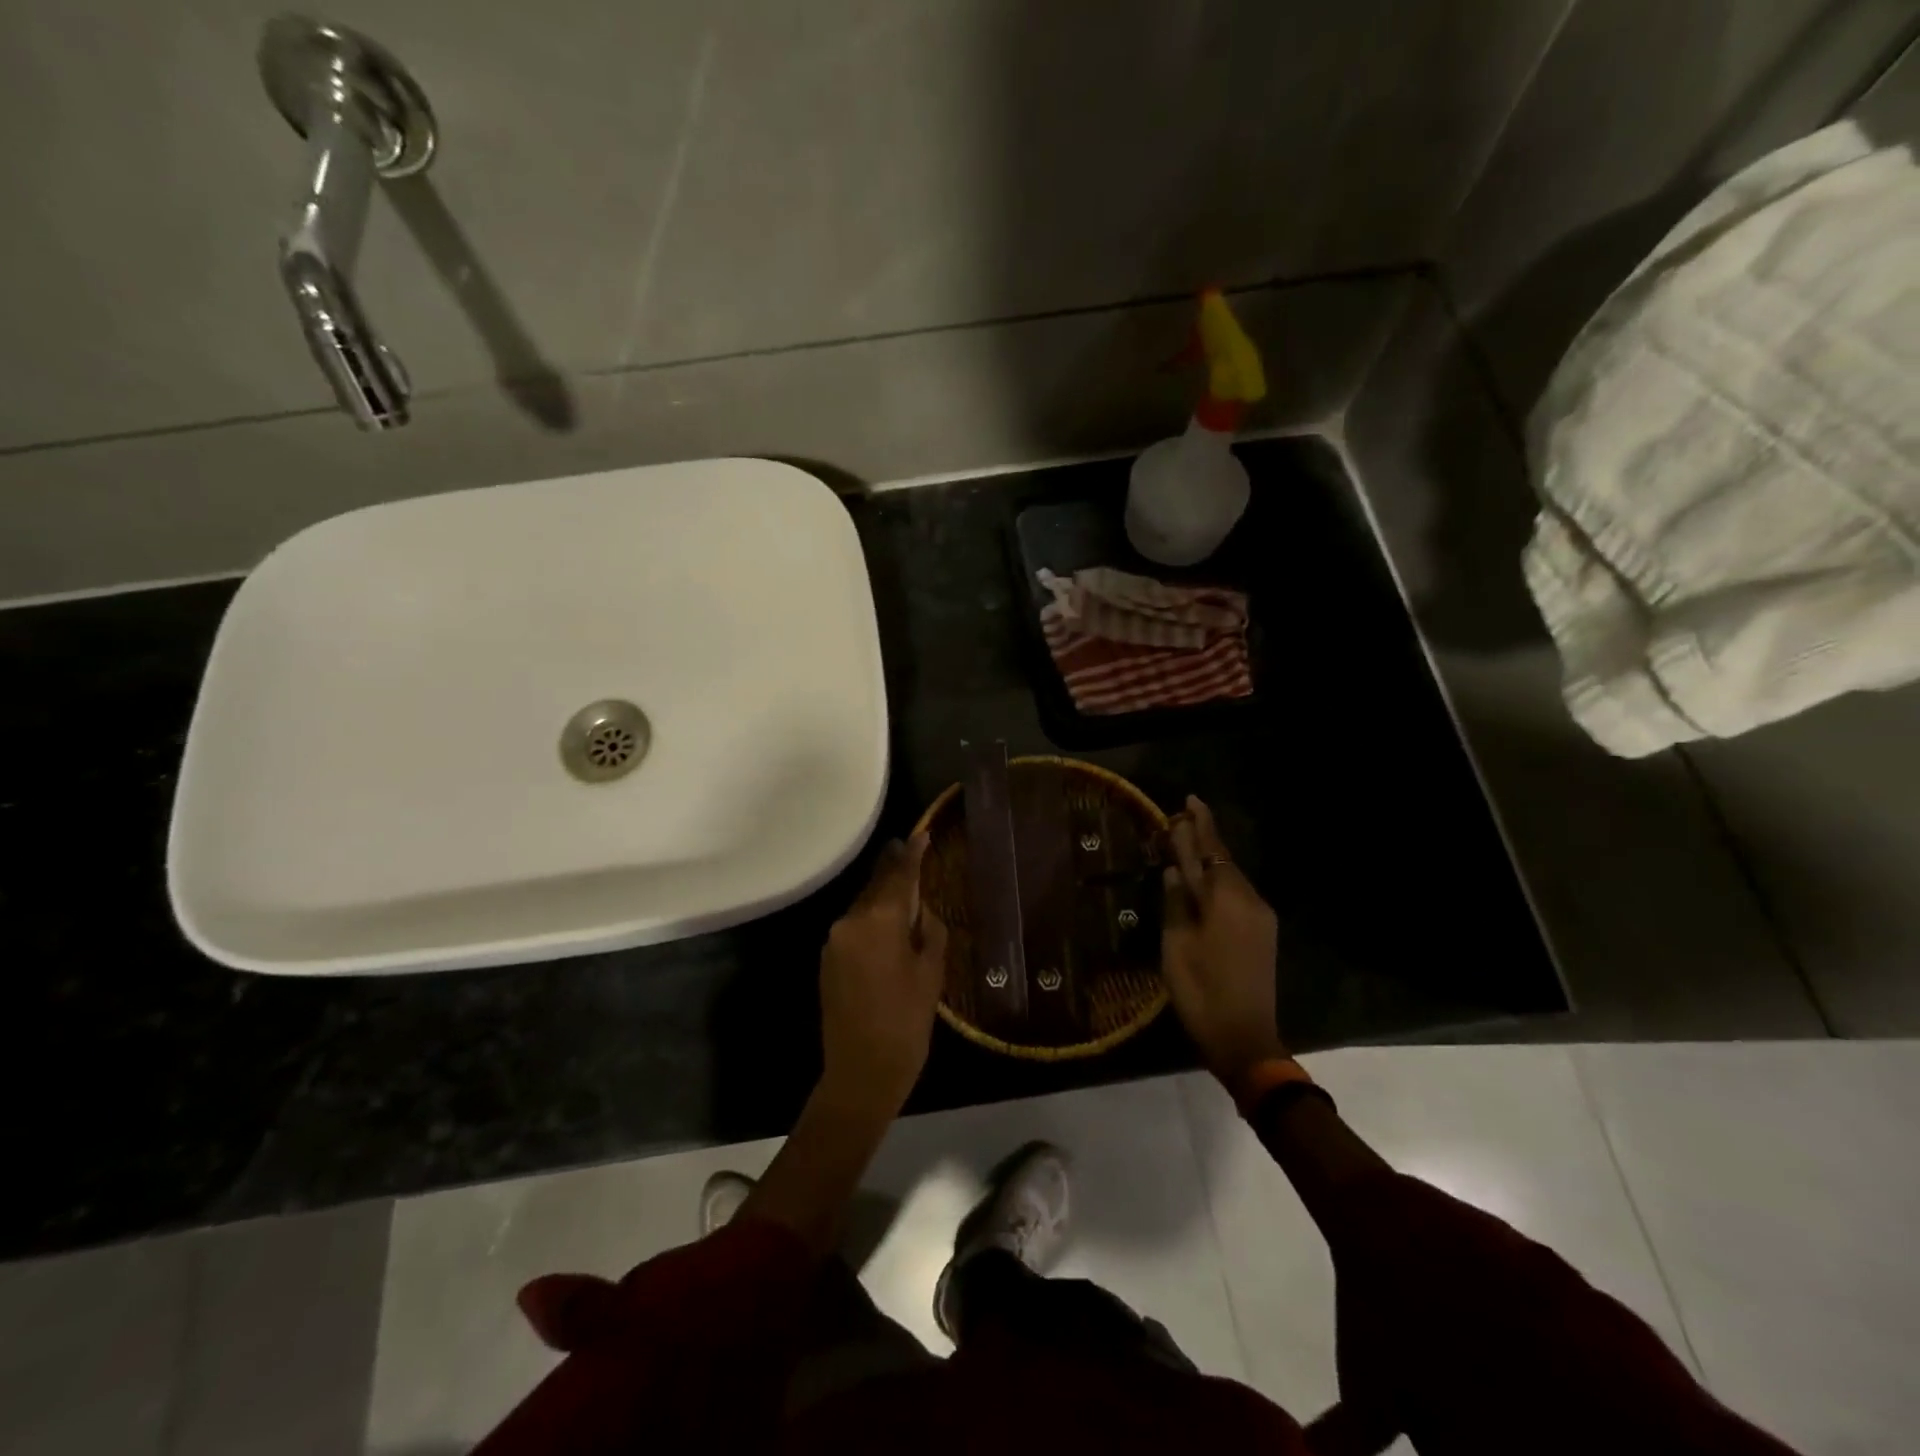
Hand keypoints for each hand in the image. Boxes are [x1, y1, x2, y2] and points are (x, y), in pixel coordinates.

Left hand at [818, 834, 948, 1116]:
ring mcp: (834, 941)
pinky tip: (889, 927)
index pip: (898, 876)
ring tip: (906, 891)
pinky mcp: (828, 960)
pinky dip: (872, 920)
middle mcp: (850, 922)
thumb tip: (923, 911)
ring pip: (864, 906)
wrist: (861, 1072)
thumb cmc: (906, 1022)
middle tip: (911, 852)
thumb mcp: (931, 974)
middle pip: (876, 887)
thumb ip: (929, 931)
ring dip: (883, 897)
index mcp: (878, 921)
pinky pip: (854, 927)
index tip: (922, 834)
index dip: (912, 854)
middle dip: (894, 871)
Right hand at [1162, 796, 1285, 1086]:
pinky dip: (1219, 881)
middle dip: (1204, 838)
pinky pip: (1238, 894)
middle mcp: (1249, 900)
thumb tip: (1174, 871)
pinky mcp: (1263, 932)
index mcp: (1226, 899)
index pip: (1209, 851)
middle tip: (1182, 817)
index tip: (1189, 800)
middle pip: (1223, 860)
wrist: (1245, 1038)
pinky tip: (1203, 881)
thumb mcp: (1176, 945)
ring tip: (1187, 845)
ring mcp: (1260, 917)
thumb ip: (1176, 902)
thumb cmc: (1201, 991)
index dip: (1198, 825)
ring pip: (1232, 877)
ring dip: (1211, 860)